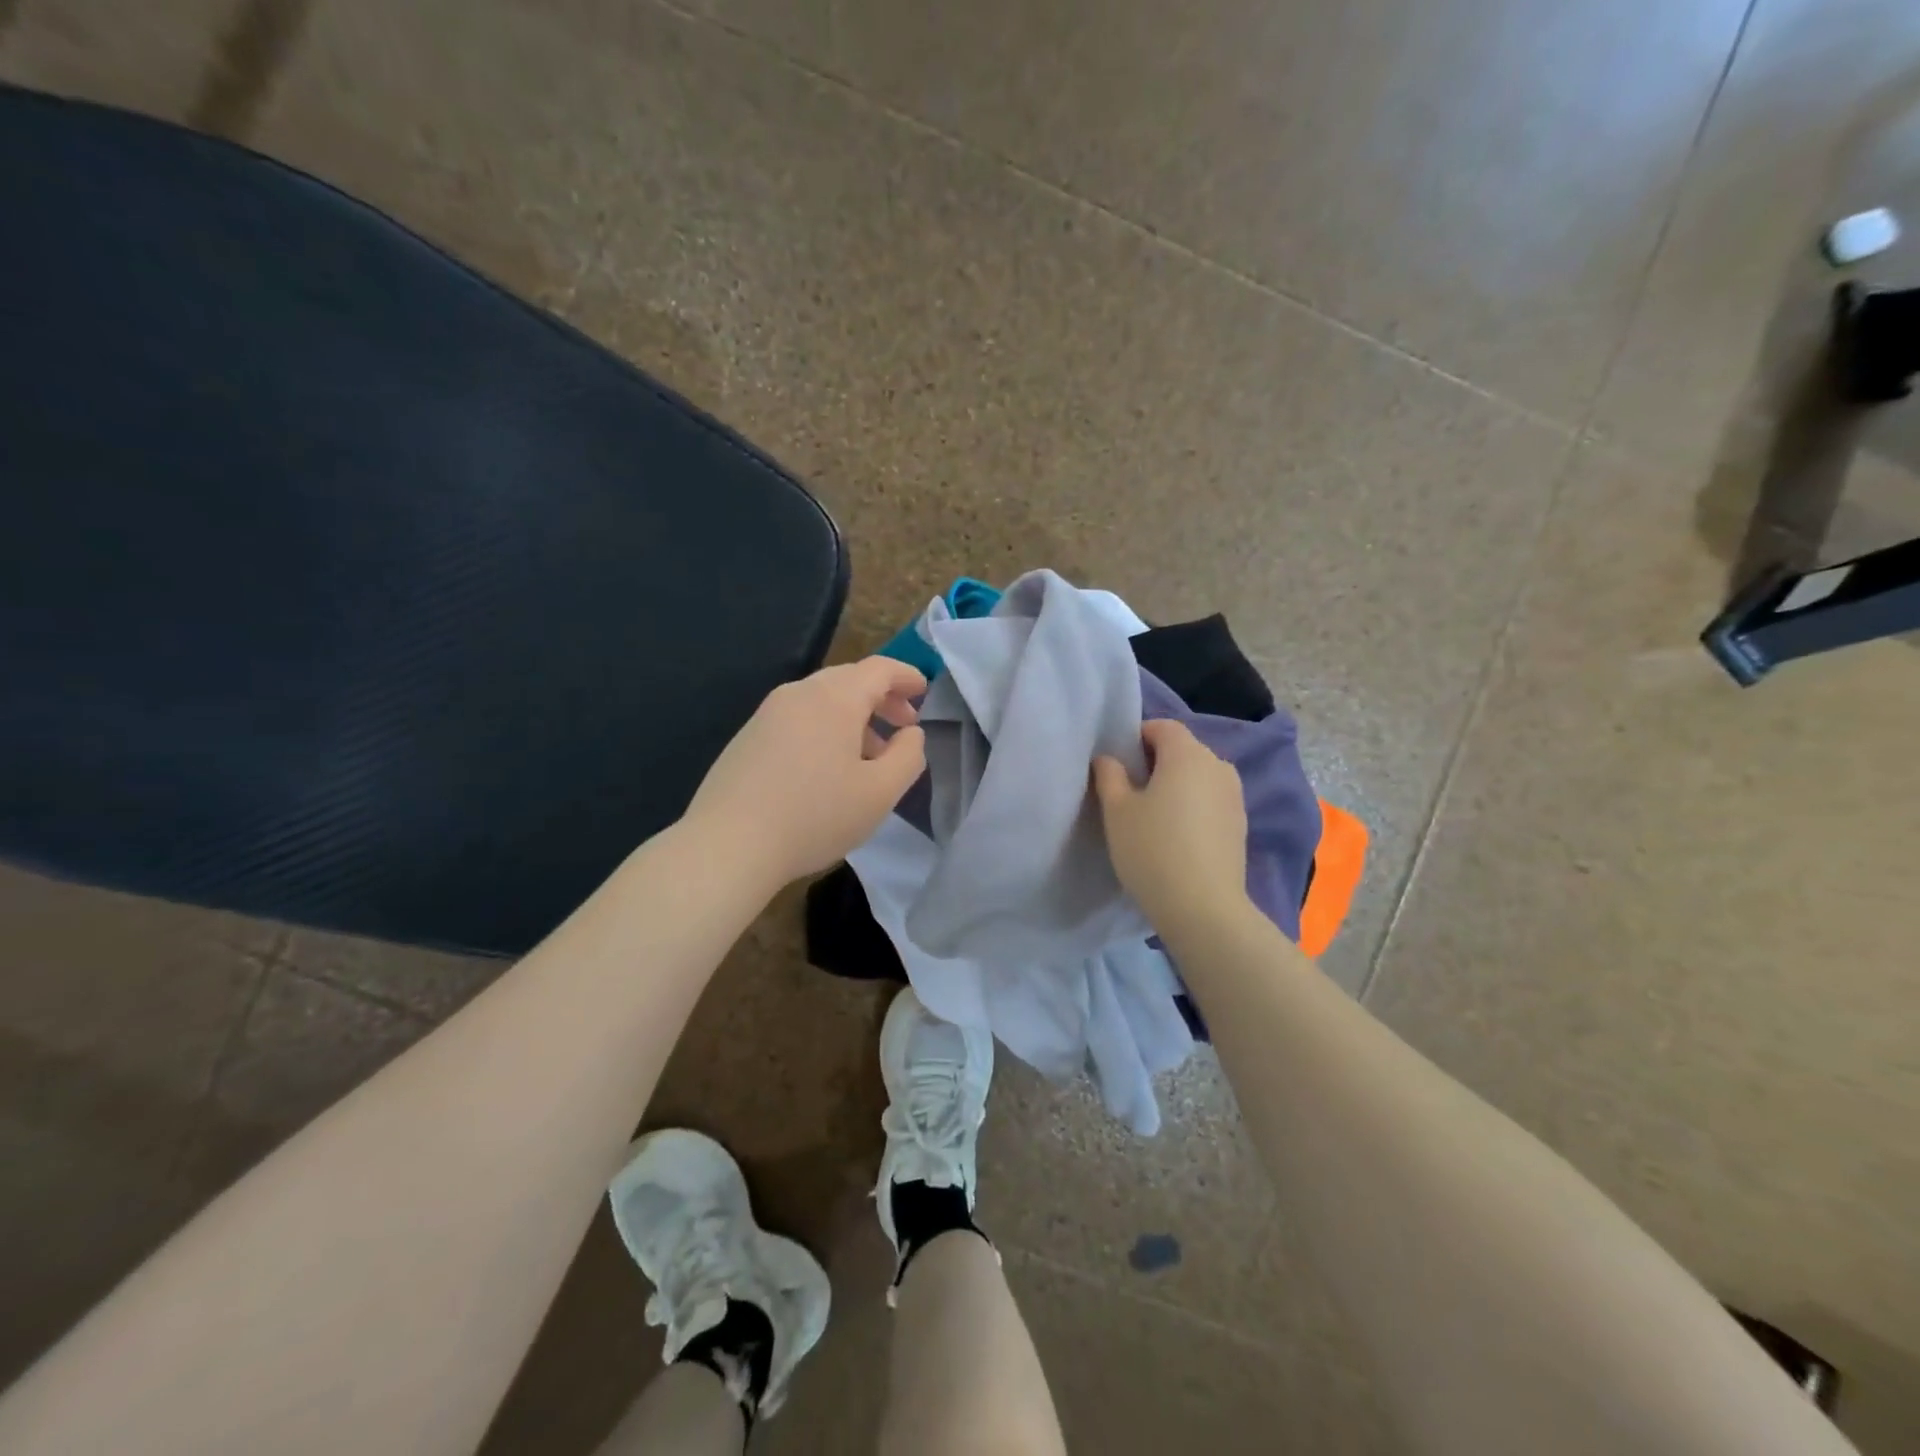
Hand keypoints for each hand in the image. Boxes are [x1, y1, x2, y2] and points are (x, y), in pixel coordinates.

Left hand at [684, 657, 928, 888]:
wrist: (728, 845)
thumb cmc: (815, 816)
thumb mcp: (880, 793)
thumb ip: (908, 756)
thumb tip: (910, 733)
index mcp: (834, 698)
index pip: (879, 669)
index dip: (907, 676)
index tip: (925, 691)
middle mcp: (799, 694)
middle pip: (849, 680)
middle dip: (882, 698)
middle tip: (904, 725)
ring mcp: (768, 714)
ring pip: (822, 701)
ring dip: (854, 717)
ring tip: (870, 755)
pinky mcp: (748, 737)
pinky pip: (799, 719)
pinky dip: (825, 729)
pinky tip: (828, 769)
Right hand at [1093, 718, 1249, 937]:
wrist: (1203, 908)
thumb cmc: (1152, 850)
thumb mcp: (1117, 811)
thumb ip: (1110, 775)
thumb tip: (1109, 759)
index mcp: (1188, 754)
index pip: (1162, 727)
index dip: (1137, 737)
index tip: (1118, 764)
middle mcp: (1218, 766)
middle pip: (1183, 750)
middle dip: (1156, 762)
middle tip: (1129, 791)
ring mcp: (1234, 796)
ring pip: (1198, 777)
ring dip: (1176, 786)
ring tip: (1152, 816)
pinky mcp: (1241, 824)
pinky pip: (1210, 801)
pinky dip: (1192, 807)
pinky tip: (1176, 837)